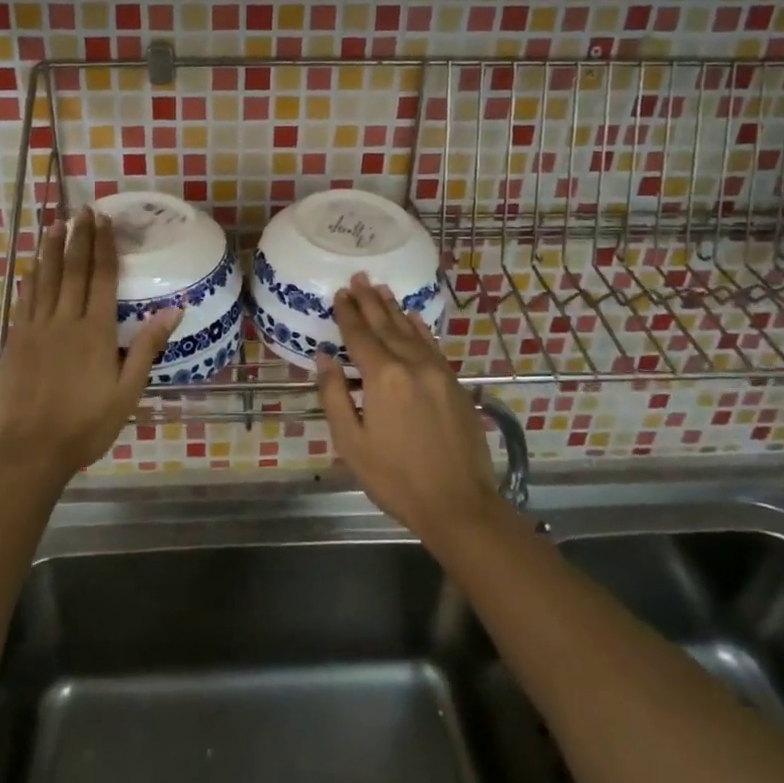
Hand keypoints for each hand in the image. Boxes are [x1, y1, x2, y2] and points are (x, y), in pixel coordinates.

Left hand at [0, 207, 179, 484]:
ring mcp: (35, 329)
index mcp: (96, 331)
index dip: (104, 246)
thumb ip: (147, 347)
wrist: (29, 451)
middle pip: (73, 271)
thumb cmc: (86, 425)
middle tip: (82, 211)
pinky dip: (30, 279)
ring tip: (56, 224)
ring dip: (52, 250)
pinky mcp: (14, 342)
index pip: (102, 278)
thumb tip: (175, 308)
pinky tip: (32, 266)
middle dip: (79, 238)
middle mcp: (65, 321)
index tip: (104, 220)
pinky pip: (24, 301)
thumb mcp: (127, 391)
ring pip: (45, 280)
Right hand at [315, 273, 506, 544]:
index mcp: (383, 377)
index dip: (347, 313)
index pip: (360, 336)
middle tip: (358, 278)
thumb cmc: (396, 478)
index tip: (339, 293)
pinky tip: (413, 318)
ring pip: (411, 331)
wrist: (459, 504)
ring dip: (394, 309)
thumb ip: (335, 395)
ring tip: (381, 289)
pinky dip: (419, 328)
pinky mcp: (455, 384)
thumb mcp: (352, 443)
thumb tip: (324, 358)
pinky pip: (432, 345)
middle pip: (386, 325)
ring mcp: (438, 372)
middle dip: (369, 301)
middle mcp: (412, 364)